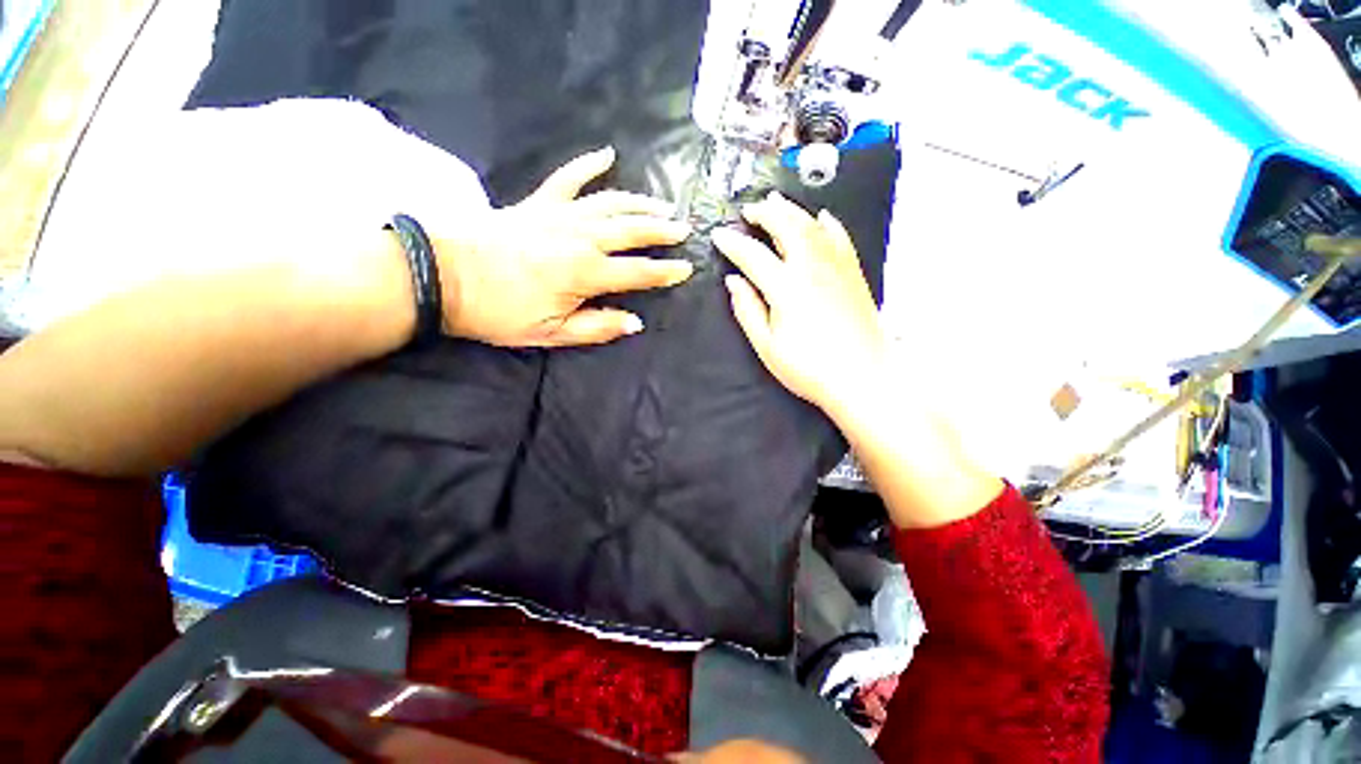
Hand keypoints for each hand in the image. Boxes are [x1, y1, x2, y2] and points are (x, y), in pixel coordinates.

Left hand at [436, 147, 693, 346]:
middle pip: (632, 231)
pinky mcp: (540, 202)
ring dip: (641, 203)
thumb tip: (635, 322)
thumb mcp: (552, 332)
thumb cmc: (500, 312)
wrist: (445, 274)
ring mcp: (561, 214)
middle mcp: (582, 238)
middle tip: (684, 229)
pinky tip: (607, 155)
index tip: (687, 269)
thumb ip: (598, 327)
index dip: (665, 272)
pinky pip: (570, 177)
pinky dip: (589, 164)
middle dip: (662, 231)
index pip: (639, 272)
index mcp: (587, 273)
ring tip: (663, 205)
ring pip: (612, 203)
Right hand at [712, 192, 886, 420]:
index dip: (732, 243)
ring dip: (791, 210)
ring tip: (776, 202)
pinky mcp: (853, 273)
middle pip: (785, 226)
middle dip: (764, 213)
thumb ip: (747, 310)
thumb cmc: (809, 368)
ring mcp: (837, 266)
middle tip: (748, 211)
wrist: (863, 377)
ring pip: (811, 225)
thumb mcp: (767, 346)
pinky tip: (821, 217)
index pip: (752, 254)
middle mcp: (812, 267)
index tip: (719, 235)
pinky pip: (840, 237)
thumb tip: (733, 282)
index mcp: (786, 287)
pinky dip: (827, 223)